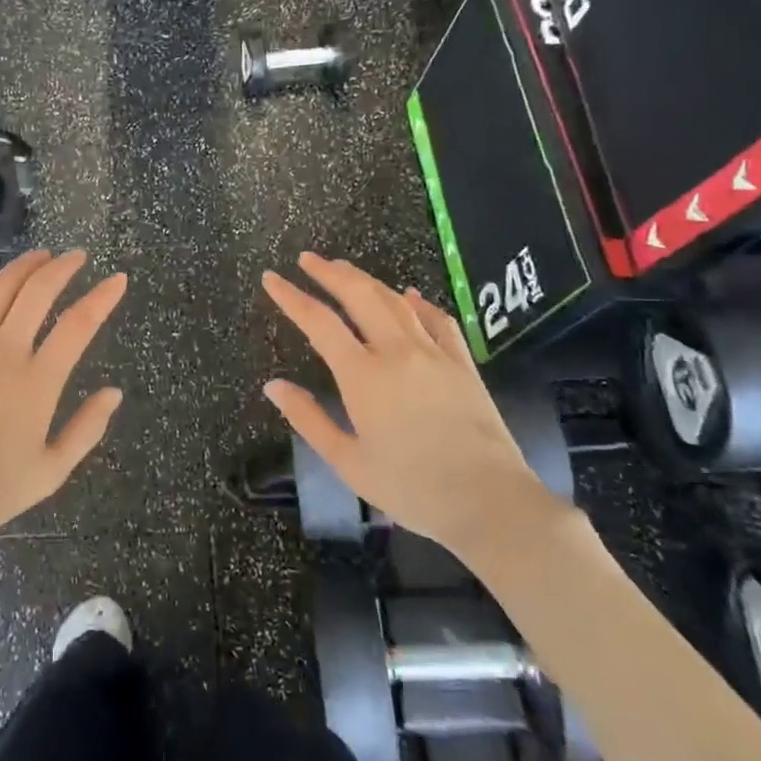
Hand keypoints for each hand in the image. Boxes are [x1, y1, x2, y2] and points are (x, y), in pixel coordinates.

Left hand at [0, 251, 128, 553]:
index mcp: (37, 383)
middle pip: (37, 293)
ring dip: (22, 267)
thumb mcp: (50, 472)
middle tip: (77, 256)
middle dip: (62, 267)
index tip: (117, 279)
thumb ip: (86, 429)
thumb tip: (114, 392)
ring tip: (40, 255)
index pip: (78, 325)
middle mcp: (3, 353)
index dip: (102, 297)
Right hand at [261, 252, 565, 557]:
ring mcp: (434, 354)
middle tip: (308, 259)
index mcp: (363, 375)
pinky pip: (439, 321)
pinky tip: (410, 296)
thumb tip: (273, 386)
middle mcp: (397, 352)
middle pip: (359, 296)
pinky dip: (419, 303)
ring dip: (367, 280)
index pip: (318, 322)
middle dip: (329, 273)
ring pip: (396, 301)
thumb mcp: (348, 462)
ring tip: (345, 270)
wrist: (489, 501)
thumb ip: (308, 419)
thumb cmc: (411, 488)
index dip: (291, 297)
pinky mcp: (463, 364)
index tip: (271, 278)